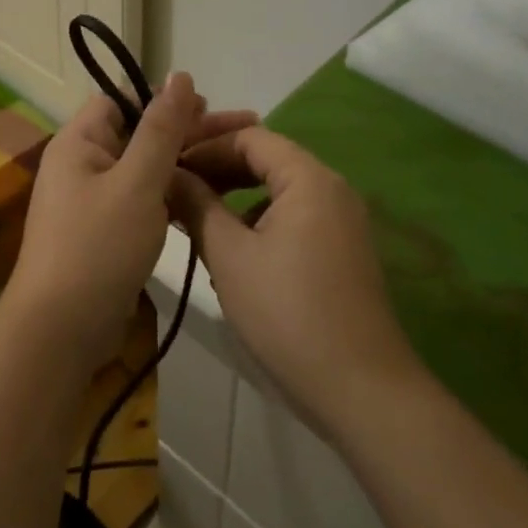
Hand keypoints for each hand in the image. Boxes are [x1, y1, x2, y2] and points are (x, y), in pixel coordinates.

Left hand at [7, 74, 255, 373]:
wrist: (61, 329)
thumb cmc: (98, 246)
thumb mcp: (137, 182)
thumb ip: (161, 129)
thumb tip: (180, 75)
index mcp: (79, 142)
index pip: (121, 100)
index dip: (163, 98)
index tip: (208, 105)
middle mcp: (82, 164)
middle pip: (138, 132)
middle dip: (187, 129)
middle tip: (243, 127)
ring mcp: (93, 200)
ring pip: (144, 168)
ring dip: (185, 161)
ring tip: (235, 159)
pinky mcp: (106, 231)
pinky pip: (142, 199)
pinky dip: (171, 193)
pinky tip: (206, 196)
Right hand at [171, 127, 426, 438]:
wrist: (361, 390)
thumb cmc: (287, 313)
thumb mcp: (229, 255)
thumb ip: (196, 205)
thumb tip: (169, 174)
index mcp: (309, 179)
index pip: (249, 137)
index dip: (204, 146)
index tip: (166, 165)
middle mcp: (331, 189)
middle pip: (266, 160)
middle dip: (217, 170)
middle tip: (173, 188)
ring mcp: (341, 222)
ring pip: (277, 192)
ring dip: (234, 197)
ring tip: (193, 219)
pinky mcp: (341, 252)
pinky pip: (292, 219)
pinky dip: (256, 223)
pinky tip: (230, 253)